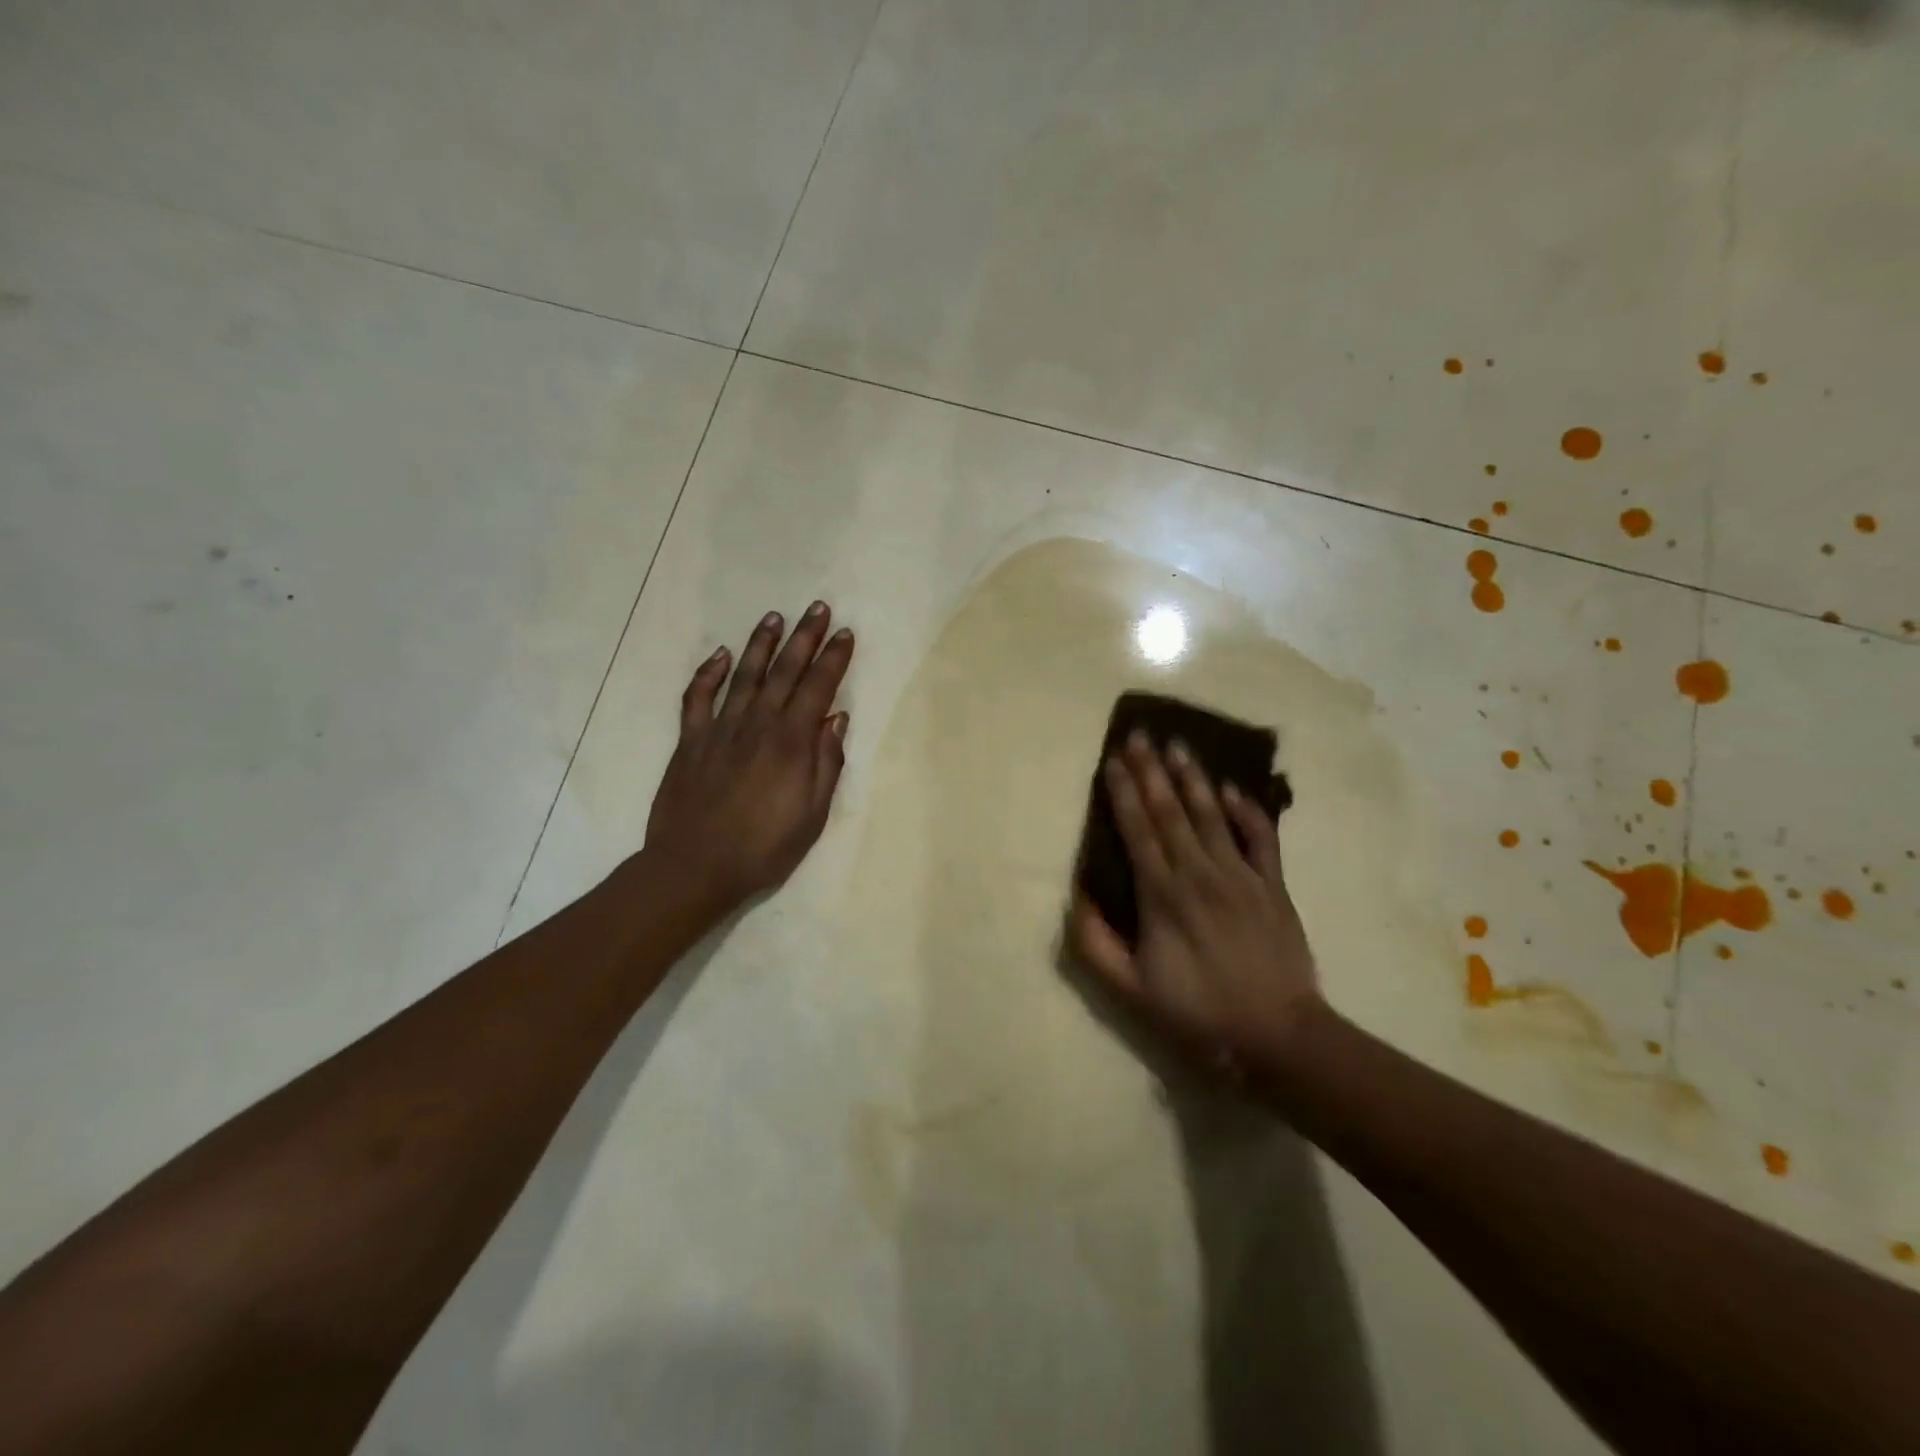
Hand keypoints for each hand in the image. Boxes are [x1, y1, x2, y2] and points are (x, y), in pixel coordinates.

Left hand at [643, 602, 853, 918]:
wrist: (695, 867)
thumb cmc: (764, 848)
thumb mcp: (812, 814)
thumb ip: (827, 763)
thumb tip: (837, 719)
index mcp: (792, 743)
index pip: (818, 688)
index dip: (834, 659)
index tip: (845, 634)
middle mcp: (758, 724)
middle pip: (784, 671)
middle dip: (804, 637)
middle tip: (817, 608)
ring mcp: (720, 729)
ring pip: (745, 675)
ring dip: (761, 643)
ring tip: (774, 617)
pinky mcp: (691, 741)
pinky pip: (698, 697)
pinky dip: (709, 673)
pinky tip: (721, 655)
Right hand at [1069, 732, 1321, 1072]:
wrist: (1278, 1034)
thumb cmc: (1198, 1012)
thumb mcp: (1131, 990)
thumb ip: (1096, 943)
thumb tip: (1077, 896)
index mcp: (1162, 895)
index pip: (1138, 830)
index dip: (1123, 792)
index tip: (1112, 759)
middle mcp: (1199, 873)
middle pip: (1171, 811)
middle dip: (1152, 770)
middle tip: (1140, 734)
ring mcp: (1241, 875)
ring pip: (1212, 814)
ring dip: (1193, 778)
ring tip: (1179, 745)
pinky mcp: (1273, 885)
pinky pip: (1261, 837)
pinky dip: (1247, 810)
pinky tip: (1232, 789)